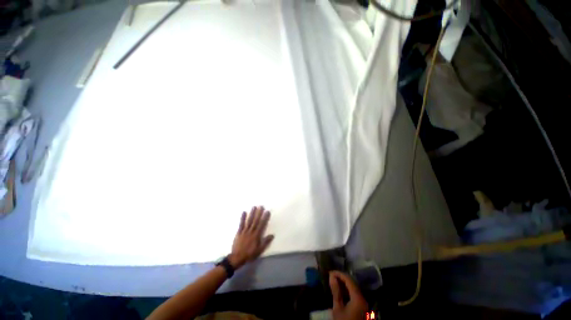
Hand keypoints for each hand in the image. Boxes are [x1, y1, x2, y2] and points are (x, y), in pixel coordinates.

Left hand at [228, 206, 273, 268]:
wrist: (237, 258)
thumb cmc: (249, 254)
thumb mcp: (259, 250)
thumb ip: (266, 242)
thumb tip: (272, 235)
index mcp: (257, 235)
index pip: (262, 224)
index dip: (265, 217)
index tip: (267, 211)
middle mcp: (251, 231)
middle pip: (256, 220)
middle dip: (259, 213)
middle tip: (261, 206)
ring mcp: (245, 231)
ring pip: (249, 221)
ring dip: (252, 213)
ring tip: (254, 207)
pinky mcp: (239, 232)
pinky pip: (241, 224)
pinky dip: (242, 218)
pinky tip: (244, 212)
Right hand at [330, 271, 367, 319]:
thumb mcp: (337, 308)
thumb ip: (336, 291)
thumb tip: (331, 276)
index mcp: (358, 298)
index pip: (349, 280)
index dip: (339, 274)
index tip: (330, 272)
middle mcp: (363, 298)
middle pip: (353, 283)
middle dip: (342, 278)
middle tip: (331, 276)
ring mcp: (364, 303)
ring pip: (354, 288)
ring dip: (345, 283)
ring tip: (334, 281)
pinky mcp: (363, 307)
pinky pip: (355, 294)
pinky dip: (348, 290)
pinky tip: (341, 290)